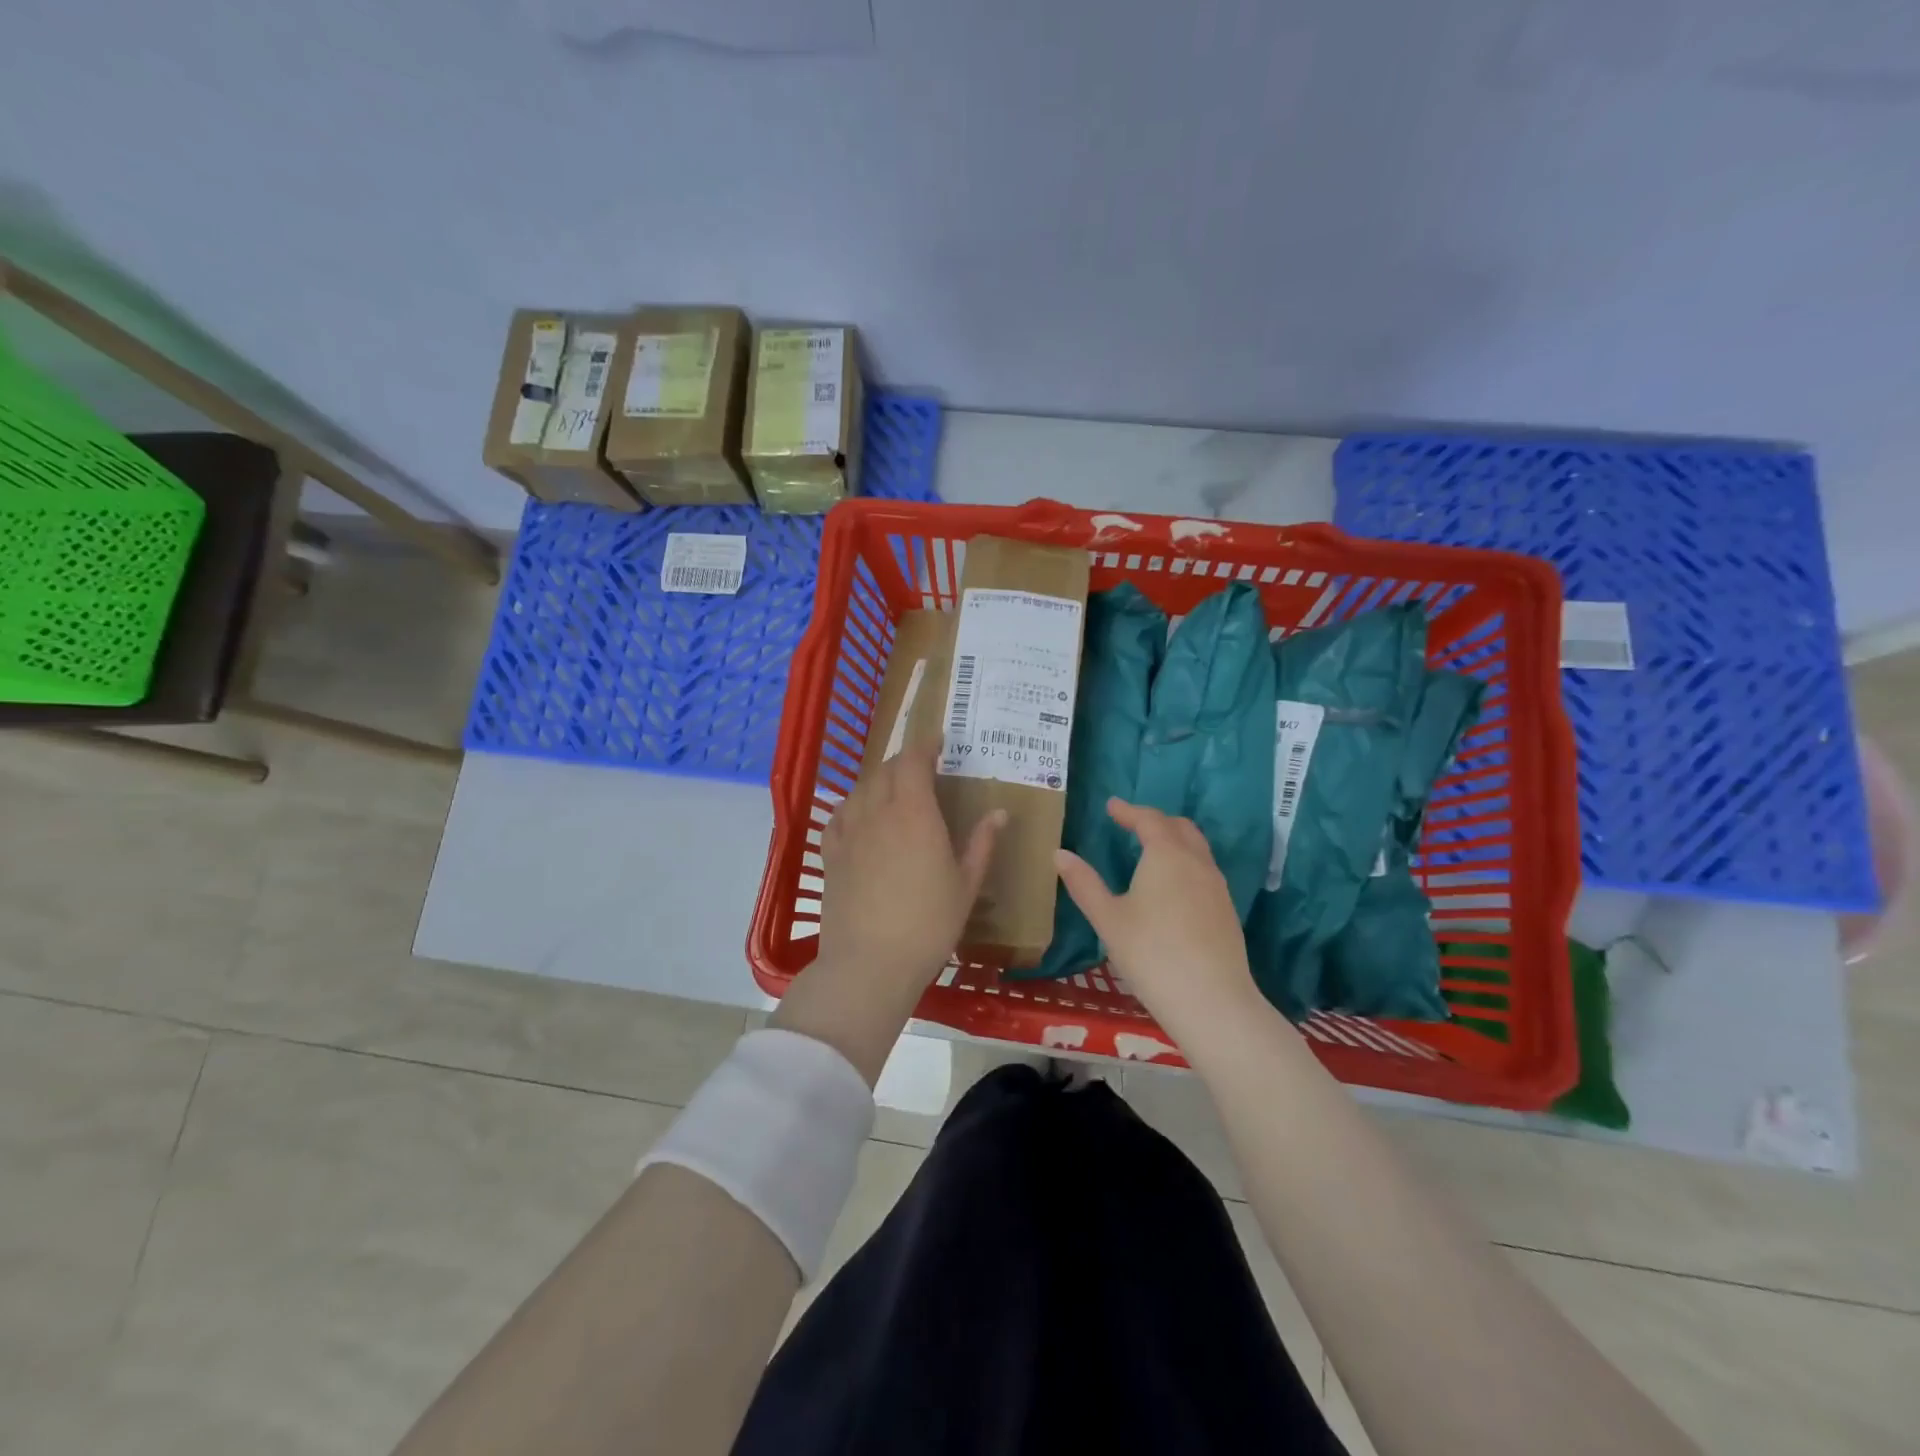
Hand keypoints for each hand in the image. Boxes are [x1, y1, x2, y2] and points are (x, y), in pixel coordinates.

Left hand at [774, 743, 1004, 1083]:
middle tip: (923, 768)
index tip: (939, 741)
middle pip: (885, 769)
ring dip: (879, 780)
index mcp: (914, 813)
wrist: (870, 963)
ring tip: (894, 789)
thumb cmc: (929, 924)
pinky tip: (860, 816)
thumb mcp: (966, 885)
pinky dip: (853, 805)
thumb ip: (981, 843)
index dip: (925, 745)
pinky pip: (839, 816)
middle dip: (904, 760)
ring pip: (861, 789)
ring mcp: (850, 833)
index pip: (913, 761)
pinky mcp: (831, 855)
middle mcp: (878, 812)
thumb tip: (999, 812)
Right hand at [1055, 798, 1263, 1047]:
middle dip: (1155, 821)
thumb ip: (1084, 883)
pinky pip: (1205, 871)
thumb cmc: (1151, 954)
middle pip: (1180, 827)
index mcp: (1167, 855)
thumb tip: (1060, 854)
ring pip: (1197, 849)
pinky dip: (1186, 863)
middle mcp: (1197, 862)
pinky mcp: (1226, 911)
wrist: (1212, 1002)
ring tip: (1151, 852)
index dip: (1128, 810)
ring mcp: (1217, 887)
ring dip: (1174, 841)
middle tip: (1132, 824)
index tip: (1112, 806)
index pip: (1149, 819)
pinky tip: (1173, 888)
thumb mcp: (1108, 919)